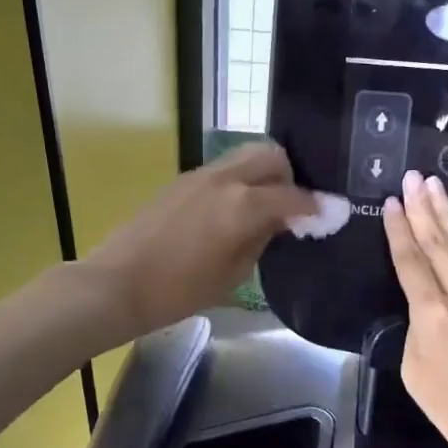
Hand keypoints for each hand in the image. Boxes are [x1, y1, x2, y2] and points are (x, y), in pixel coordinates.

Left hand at [78, 142, 315, 342]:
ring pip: (244, 156)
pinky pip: (222, 170)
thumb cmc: (178, 291)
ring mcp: (199, 176)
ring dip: (263, 174)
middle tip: (292, 205)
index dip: (316, 206)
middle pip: (271, 155)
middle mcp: (224, 179)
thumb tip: (279, 221)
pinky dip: (238, 181)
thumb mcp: (232, 275)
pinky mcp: (180, 181)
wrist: (116, 284)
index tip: (331, 214)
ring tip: (263, 206)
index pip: (293, 196)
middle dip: (290, 176)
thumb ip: (261, 240)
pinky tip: (233, 210)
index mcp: (243, 205)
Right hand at [383, 171, 447, 447]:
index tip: (392, 201)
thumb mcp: (416, 374)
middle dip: (422, 207)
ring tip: (434, 183)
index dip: (399, 229)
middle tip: (412, 176)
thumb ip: (415, 329)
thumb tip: (423, 305)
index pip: (410, 260)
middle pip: (437, 242)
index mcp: (432, 315)